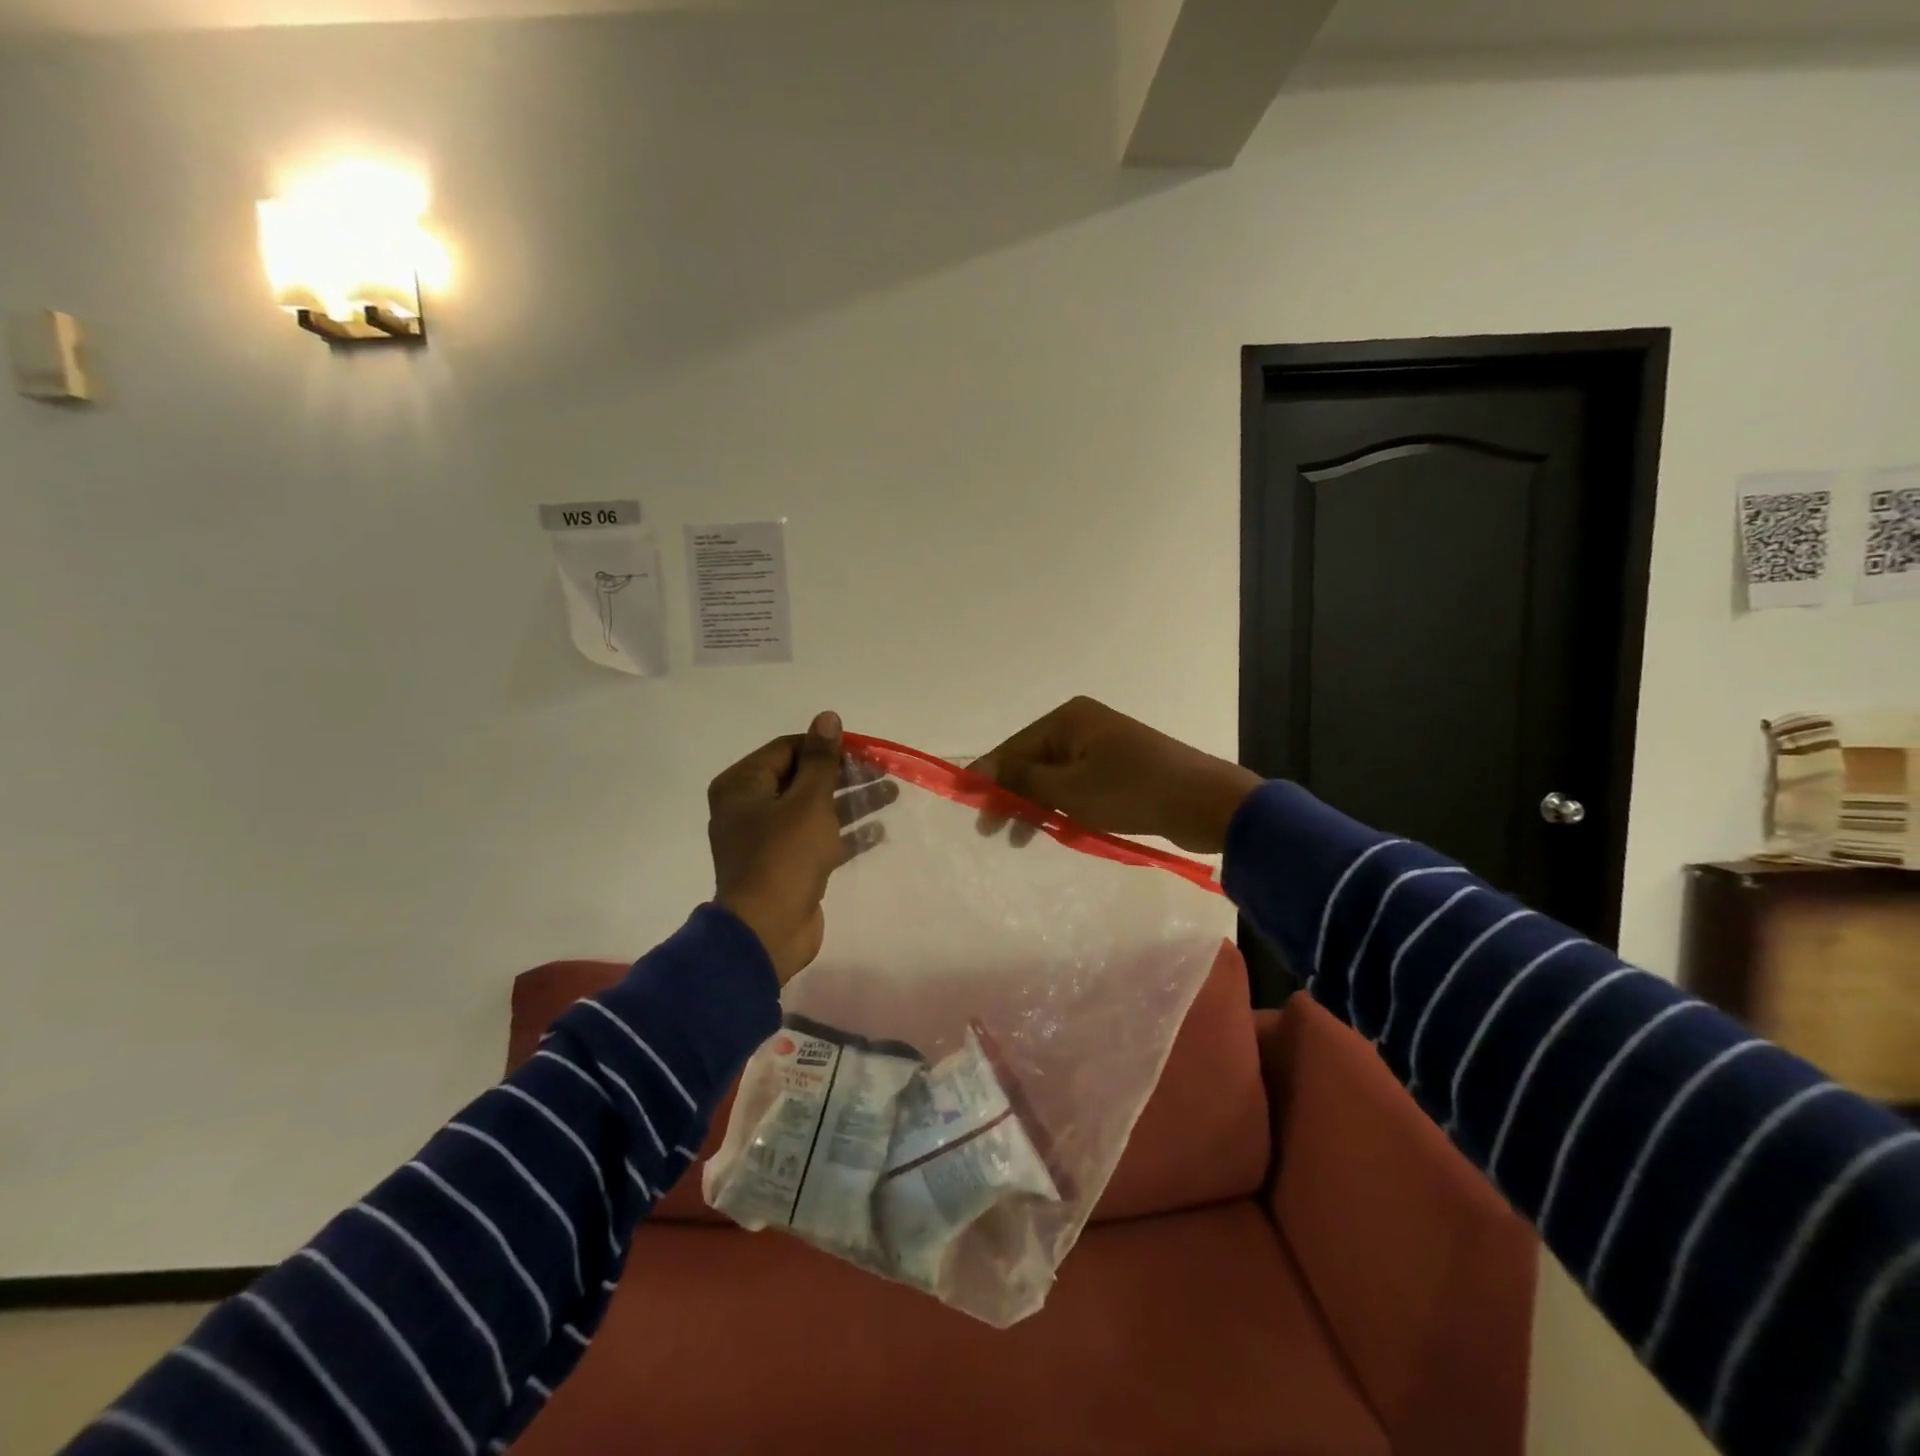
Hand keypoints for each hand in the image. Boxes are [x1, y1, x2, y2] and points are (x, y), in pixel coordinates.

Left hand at [708, 712, 895, 983]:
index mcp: (742, 786)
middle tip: (883, 770)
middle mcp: (749, 809)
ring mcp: (767, 840)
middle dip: (844, 774)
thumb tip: (827, 717)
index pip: (787, 749)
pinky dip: (844, 834)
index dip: (826, 746)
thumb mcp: (807, 801)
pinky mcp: (786, 867)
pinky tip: (879, 832)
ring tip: (892, 794)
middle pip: (802, 779)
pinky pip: (817, 840)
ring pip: (813, 810)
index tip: (863, 749)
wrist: (768, 932)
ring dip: (851, 801)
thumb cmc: (784, 856)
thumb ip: (820, 760)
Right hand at [972, 697, 1260, 854]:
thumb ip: (1022, 780)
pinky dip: (1063, 806)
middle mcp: (1083, 725)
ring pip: (1055, 776)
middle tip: (992, 831)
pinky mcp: (1120, 768)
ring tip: (1021, 838)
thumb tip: (983, 771)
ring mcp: (1104, 746)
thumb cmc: (1132, 792)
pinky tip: (1055, 829)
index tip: (968, 808)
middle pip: (1032, 760)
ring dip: (1035, 805)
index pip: (1013, 747)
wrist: (1206, 803)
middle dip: (1011, 794)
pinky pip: (1078, 785)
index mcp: (1069, 719)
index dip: (988, 778)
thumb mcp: (1070, 789)